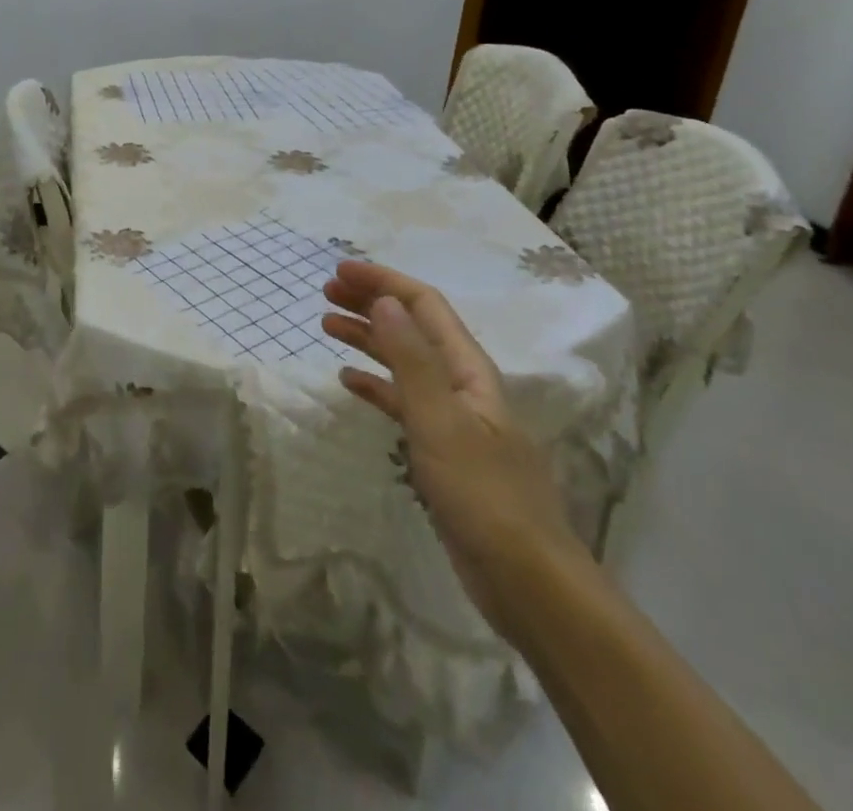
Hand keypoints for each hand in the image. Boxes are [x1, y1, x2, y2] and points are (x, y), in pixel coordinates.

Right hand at [322, 259, 584, 638]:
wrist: (526, 581)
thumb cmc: (484, 495)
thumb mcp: (441, 421)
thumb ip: (411, 359)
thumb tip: (385, 300)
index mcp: (468, 369)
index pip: (424, 305)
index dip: (383, 281)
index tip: (339, 271)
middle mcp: (460, 383)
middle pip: (412, 327)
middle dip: (371, 303)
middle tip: (326, 293)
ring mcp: (451, 417)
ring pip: (403, 361)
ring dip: (368, 338)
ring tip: (327, 325)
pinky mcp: (441, 449)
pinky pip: (401, 401)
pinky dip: (374, 384)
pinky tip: (348, 381)